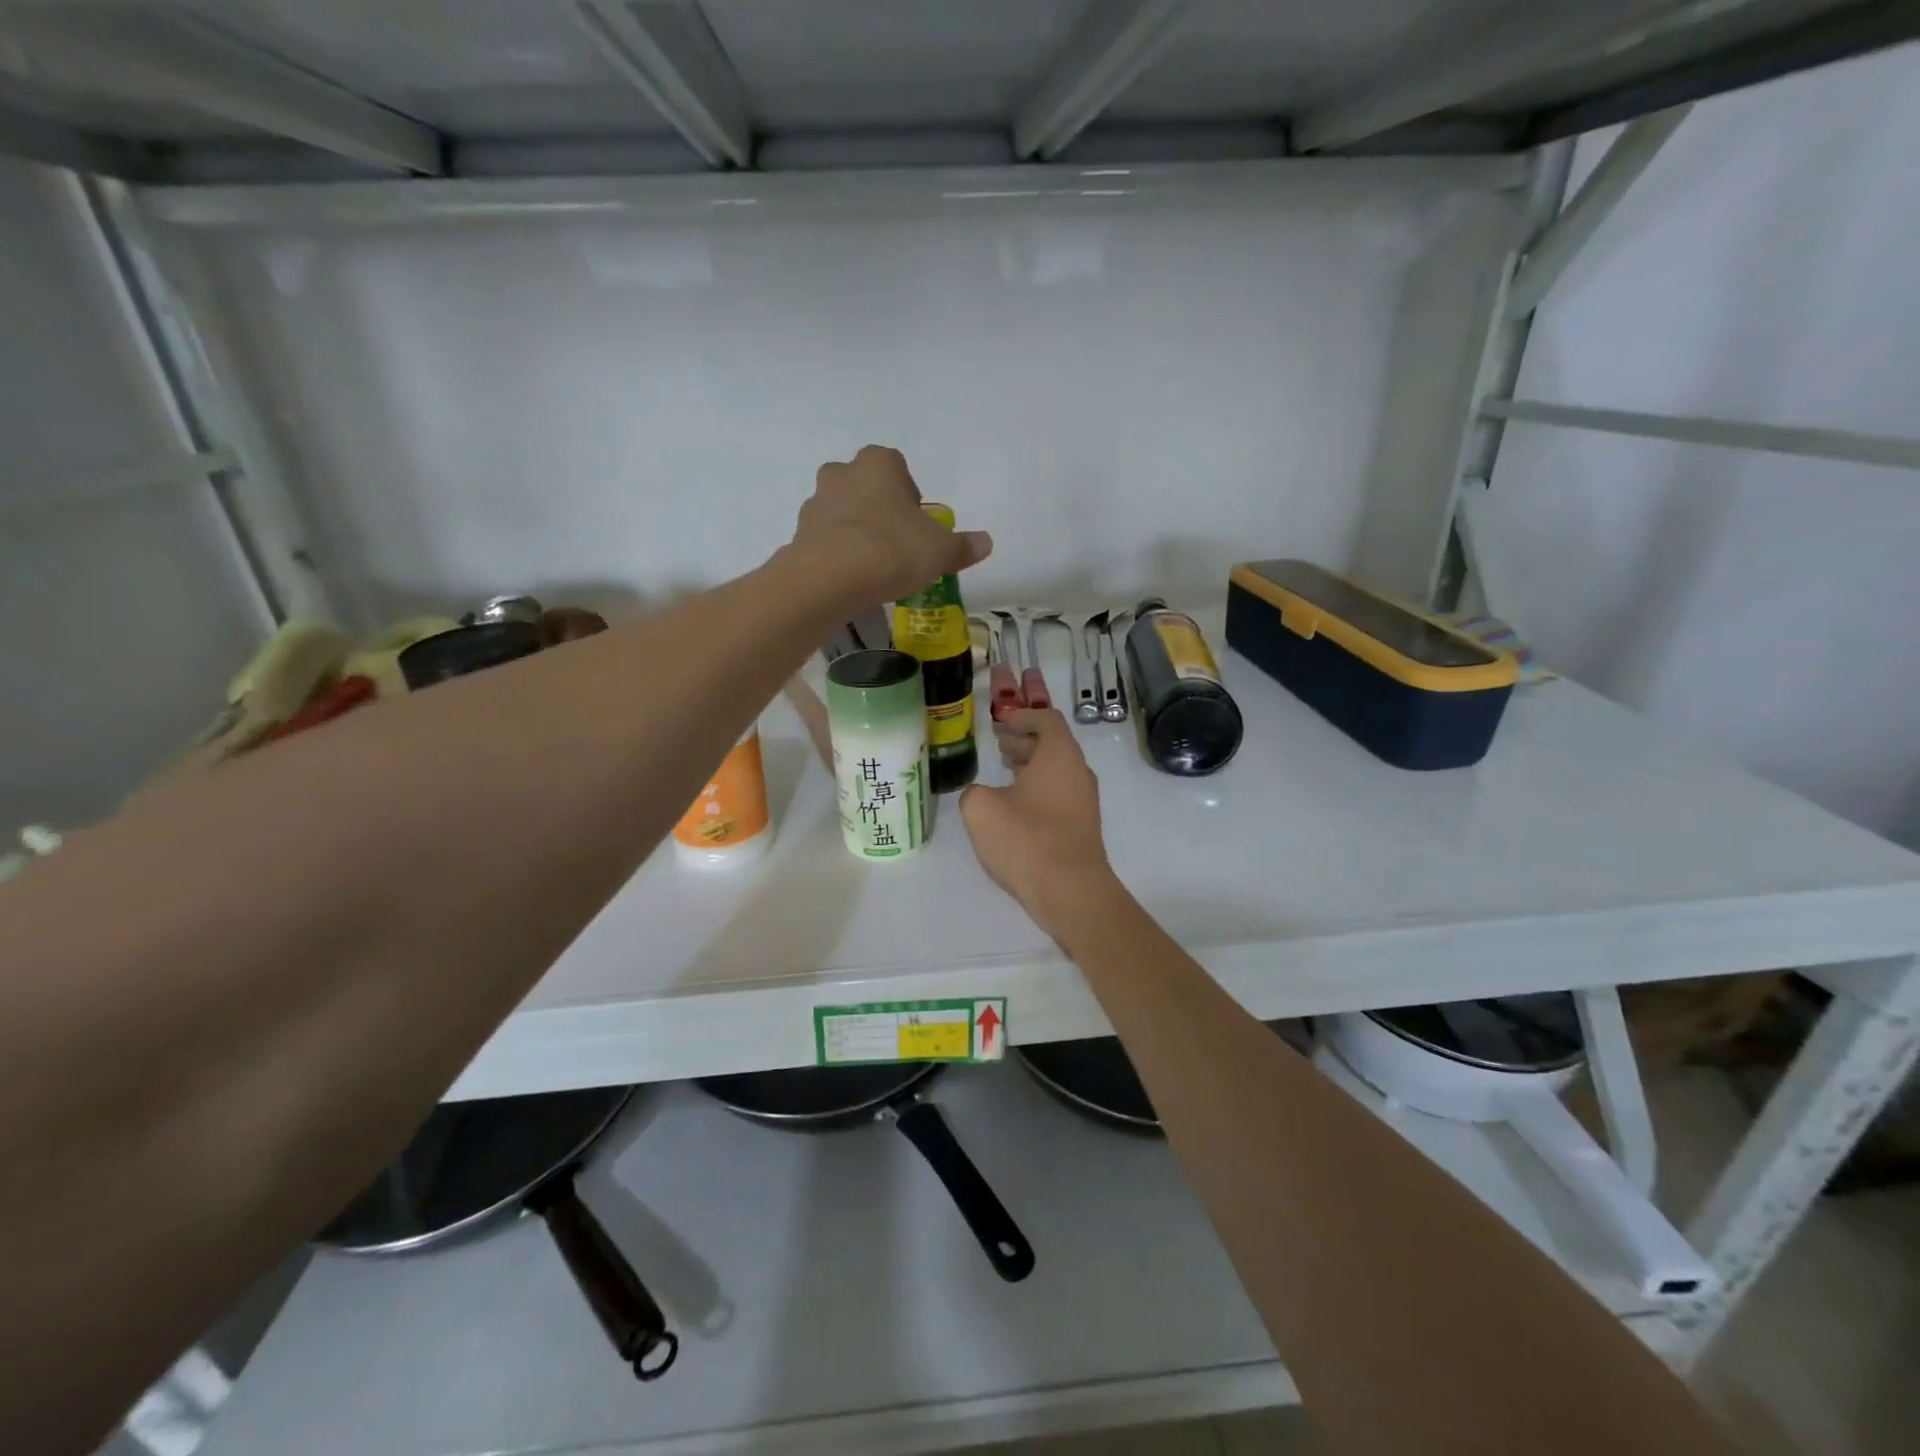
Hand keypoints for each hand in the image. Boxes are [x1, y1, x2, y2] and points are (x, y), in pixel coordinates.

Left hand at [793, 446, 991, 606]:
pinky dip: (837, 553)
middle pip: (865, 486)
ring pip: (842, 512)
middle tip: (896, 543)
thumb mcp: (940, 551)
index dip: (910, 496)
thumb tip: (986, 542)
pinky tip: (851, 578)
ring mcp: (816, 502)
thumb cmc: (893, 550)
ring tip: (872, 566)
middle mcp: (843, 473)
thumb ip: (963, 546)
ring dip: (856, 530)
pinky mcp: (798, 534)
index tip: (917, 524)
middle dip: (879, 509)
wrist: (830, 577)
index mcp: (879, 464)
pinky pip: (824, 539)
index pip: (898, 467)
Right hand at [961, 709, 1118, 936]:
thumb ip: (974, 792)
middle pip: (1054, 744)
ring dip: (1030, 766)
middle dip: (1025, 740)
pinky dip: (1037, 789)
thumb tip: (980, 794)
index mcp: (1060, 755)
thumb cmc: (1026, 839)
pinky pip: (1059, 794)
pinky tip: (1014, 806)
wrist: (1070, 892)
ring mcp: (1084, 801)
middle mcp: (1078, 772)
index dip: (1022, 716)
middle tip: (998, 743)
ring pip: (1056, 771)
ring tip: (1003, 770)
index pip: (1046, 719)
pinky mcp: (1082, 827)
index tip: (1000, 722)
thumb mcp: (981, 809)